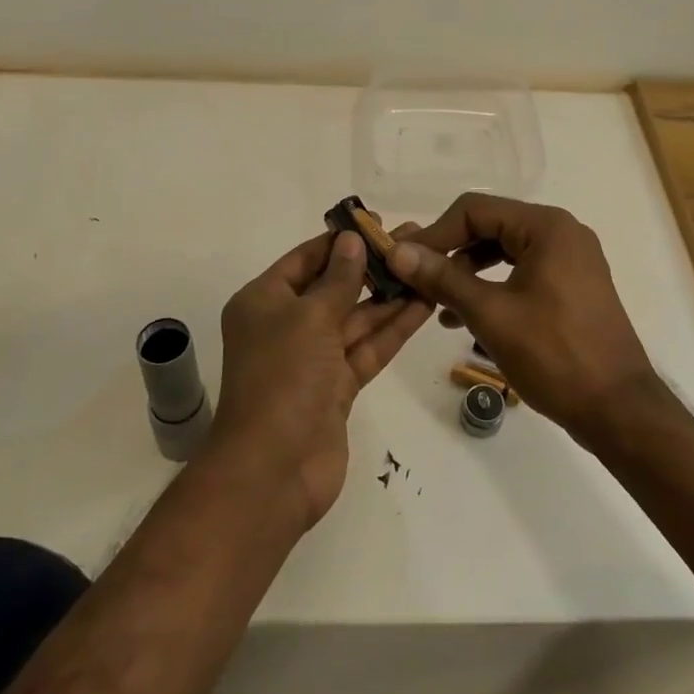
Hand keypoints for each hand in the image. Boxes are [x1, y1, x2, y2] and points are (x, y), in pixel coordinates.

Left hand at [214, 231, 431, 529]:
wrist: (273, 471)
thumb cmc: (282, 378)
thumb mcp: (309, 317)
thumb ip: (338, 278)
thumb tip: (352, 239)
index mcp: (264, 301)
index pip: (306, 259)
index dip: (341, 241)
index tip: (377, 223)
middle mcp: (286, 325)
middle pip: (335, 286)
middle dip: (373, 266)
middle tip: (416, 241)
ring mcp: (313, 359)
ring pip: (356, 318)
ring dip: (390, 295)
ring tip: (430, 266)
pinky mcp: (337, 387)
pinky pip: (367, 348)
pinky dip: (393, 329)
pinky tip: (425, 304)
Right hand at [387, 193, 660, 441]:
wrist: (619, 410)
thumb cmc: (555, 356)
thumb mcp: (491, 314)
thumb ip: (442, 278)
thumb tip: (398, 251)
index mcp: (546, 227)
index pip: (474, 210)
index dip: (434, 232)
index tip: (403, 261)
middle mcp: (561, 233)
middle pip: (490, 226)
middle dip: (449, 253)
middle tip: (414, 279)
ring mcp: (570, 260)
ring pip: (504, 251)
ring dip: (467, 272)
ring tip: (435, 304)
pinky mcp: (572, 286)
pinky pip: (521, 272)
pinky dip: (492, 287)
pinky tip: (464, 317)